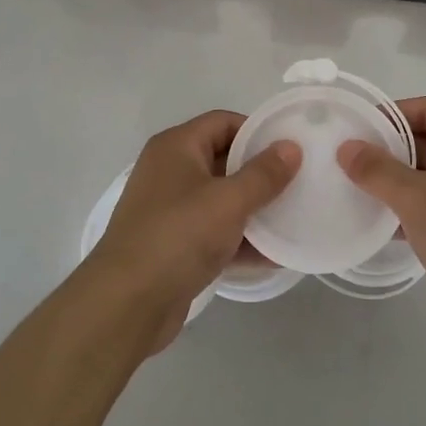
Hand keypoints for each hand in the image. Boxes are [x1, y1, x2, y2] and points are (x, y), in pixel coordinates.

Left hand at [87, 110, 298, 351]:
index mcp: (177, 147)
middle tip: (298, 184)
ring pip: (221, 199)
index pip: (223, 122)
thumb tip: (291, 147)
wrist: (126, 303)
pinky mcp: (174, 245)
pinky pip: (214, 232)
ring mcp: (170, 210)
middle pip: (224, 160)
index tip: (291, 150)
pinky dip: (240, 240)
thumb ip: (264, 174)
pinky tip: (274, 256)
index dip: (257, 132)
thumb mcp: (229, 200)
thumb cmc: (178, 236)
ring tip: (293, 220)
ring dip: (254, 210)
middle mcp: (170, 171)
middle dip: (260, 174)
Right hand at [338, 97, 425, 359]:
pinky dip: (415, 207)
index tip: (363, 127)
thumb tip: (347, 148)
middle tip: (357, 160)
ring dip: (402, 180)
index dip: (397, 112)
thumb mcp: (415, 198)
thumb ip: (378, 170)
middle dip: (395, 147)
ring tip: (365, 191)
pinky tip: (388, 225)